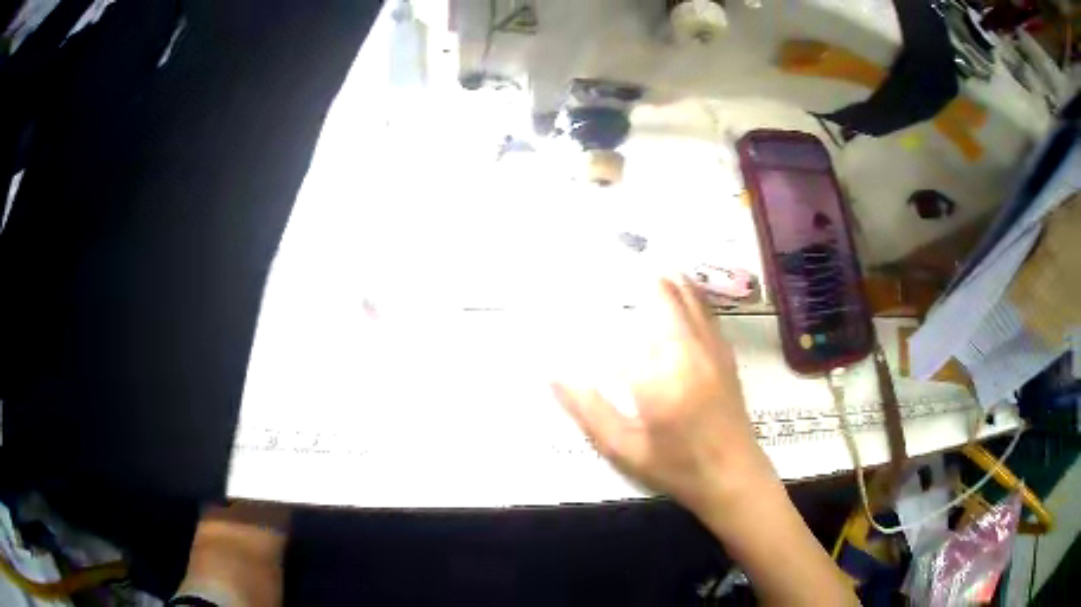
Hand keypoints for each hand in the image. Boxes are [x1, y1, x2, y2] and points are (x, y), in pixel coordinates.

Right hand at [553, 277, 774, 513]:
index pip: (621, 323)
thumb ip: (588, 409)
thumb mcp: (624, 449)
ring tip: (640, 260)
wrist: (734, 476)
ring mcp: (711, 347)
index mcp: (659, 375)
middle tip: (609, 258)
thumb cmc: (677, 467)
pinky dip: (687, 291)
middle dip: (635, 273)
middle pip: (661, 293)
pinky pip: (705, 309)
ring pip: (687, 294)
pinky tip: (677, 286)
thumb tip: (554, 373)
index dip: (597, 302)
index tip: (576, 284)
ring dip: (663, 276)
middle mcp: (688, 350)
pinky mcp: (724, 352)